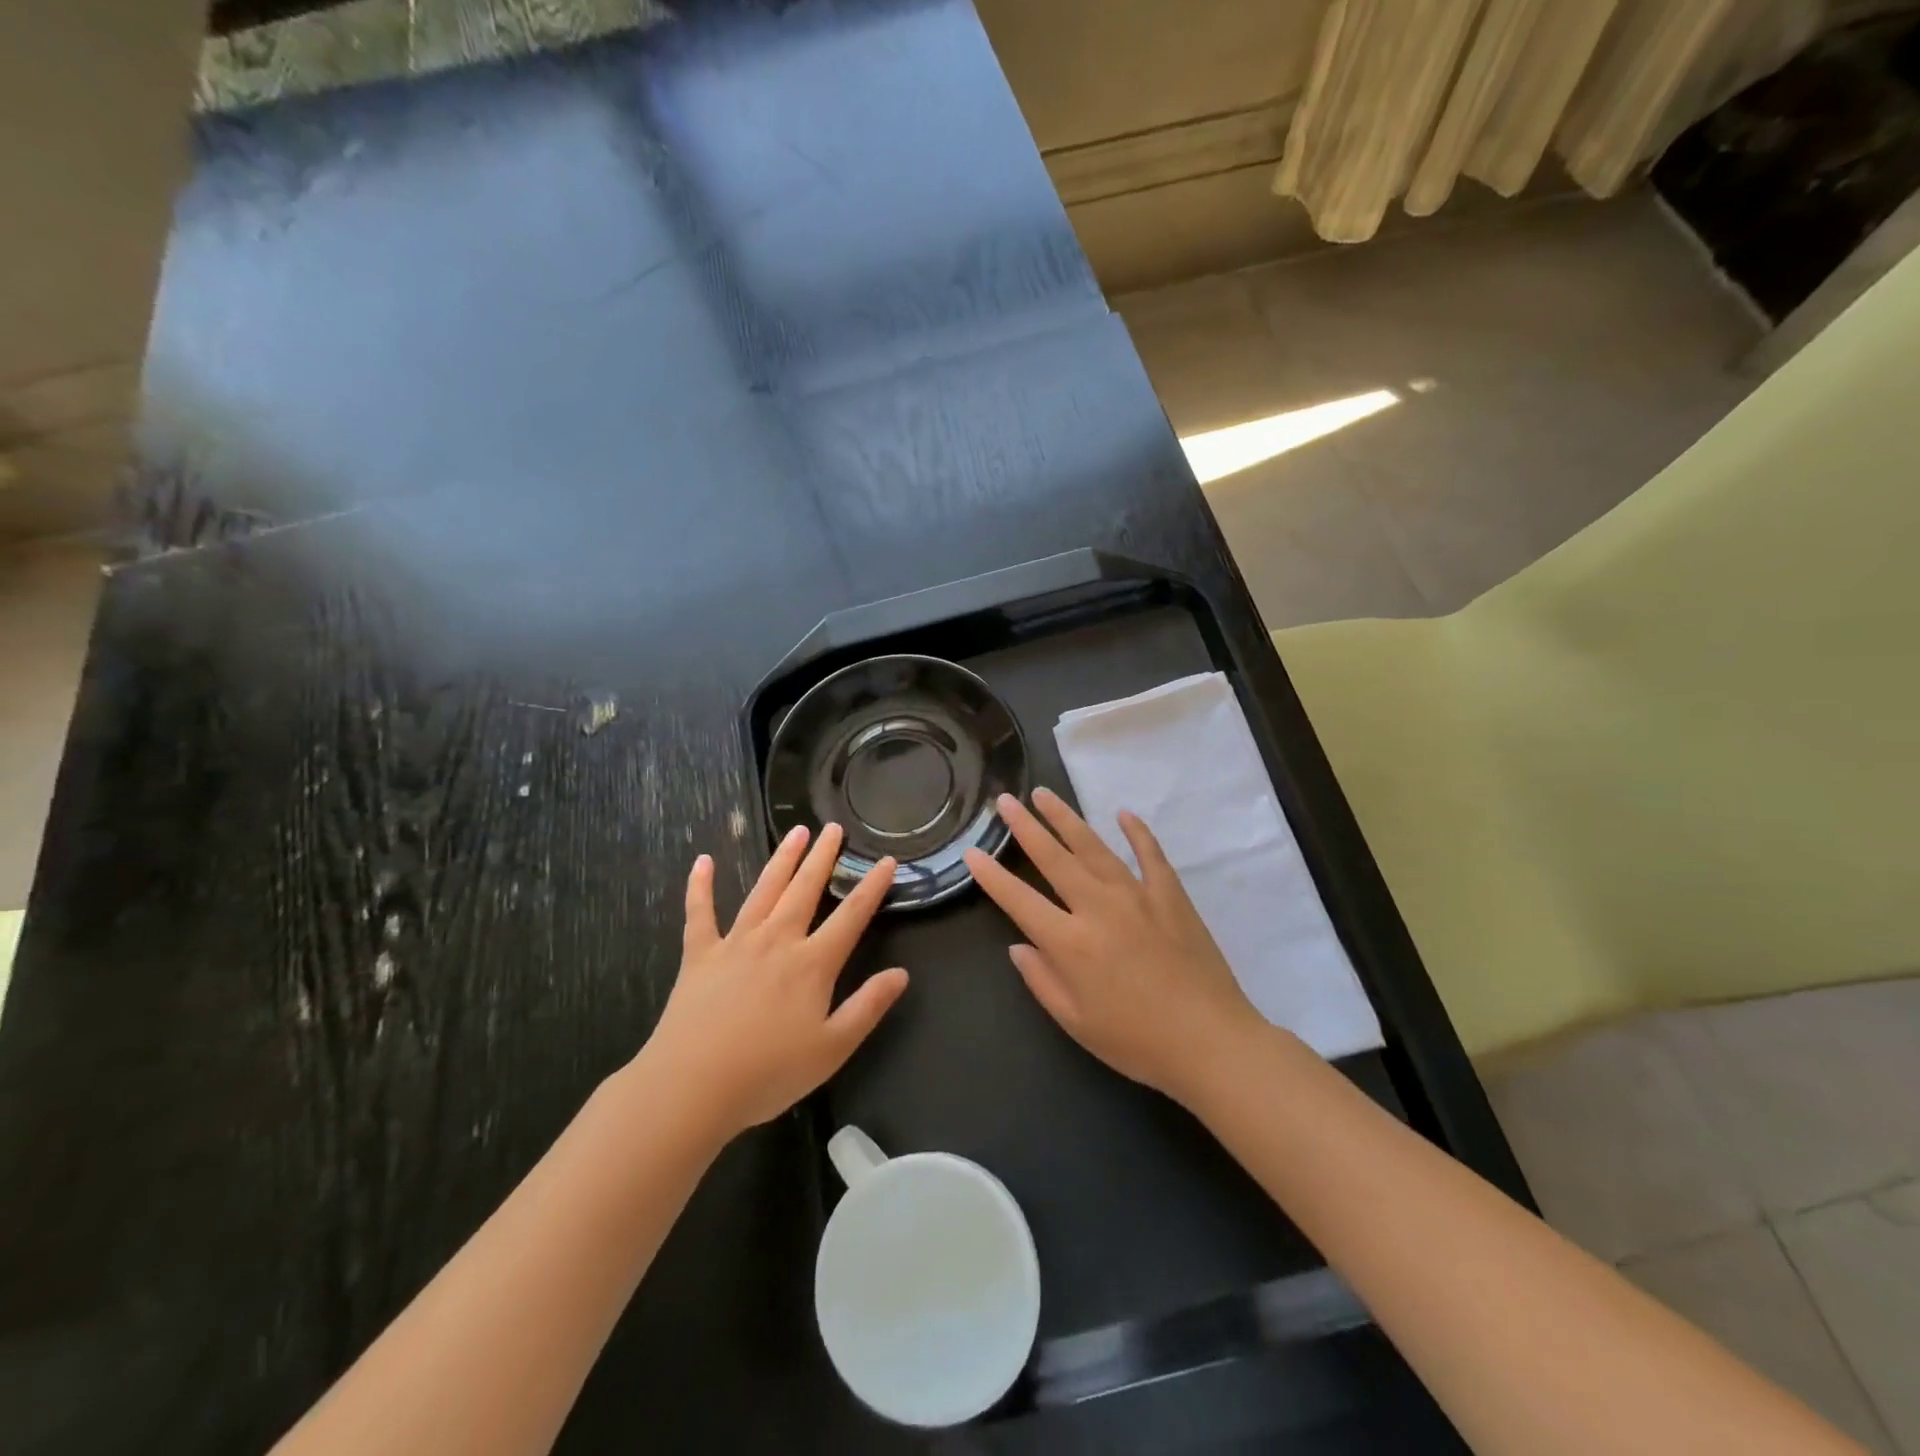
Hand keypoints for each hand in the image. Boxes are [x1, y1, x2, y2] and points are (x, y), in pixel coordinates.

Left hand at [640, 824, 908, 1141]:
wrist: (691, 1087)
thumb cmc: (768, 1073)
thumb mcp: (832, 1049)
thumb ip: (867, 1007)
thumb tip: (901, 973)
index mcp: (812, 964)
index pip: (851, 916)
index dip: (872, 887)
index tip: (887, 861)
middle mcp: (777, 941)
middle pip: (805, 889)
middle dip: (822, 857)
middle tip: (834, 828)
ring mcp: (735, 943)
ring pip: (764, 890)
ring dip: (781, 859)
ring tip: (796, 831)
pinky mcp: (700, 955)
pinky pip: (700, 913)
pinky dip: (701, 886)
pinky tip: (703, 861)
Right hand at [964, 789, 1264, 1105]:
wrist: (1211, 1042)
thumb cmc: (1136, 1041)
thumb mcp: (1076, 1022)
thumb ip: (1042, 980)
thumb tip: (1019, 946)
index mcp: (1070, 942)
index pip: (1019, 900)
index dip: (991, 876)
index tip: (971, 851)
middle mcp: (1098, 907)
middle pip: (1054, 858)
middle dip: (1025, 827)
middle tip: (1006, 800)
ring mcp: (1137, 895)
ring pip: (1094, 847)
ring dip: (1066, 818)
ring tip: (1044, 795)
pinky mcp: (1170, 895)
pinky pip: (1150, 854)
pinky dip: (1137, 832)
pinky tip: (1123, 813)